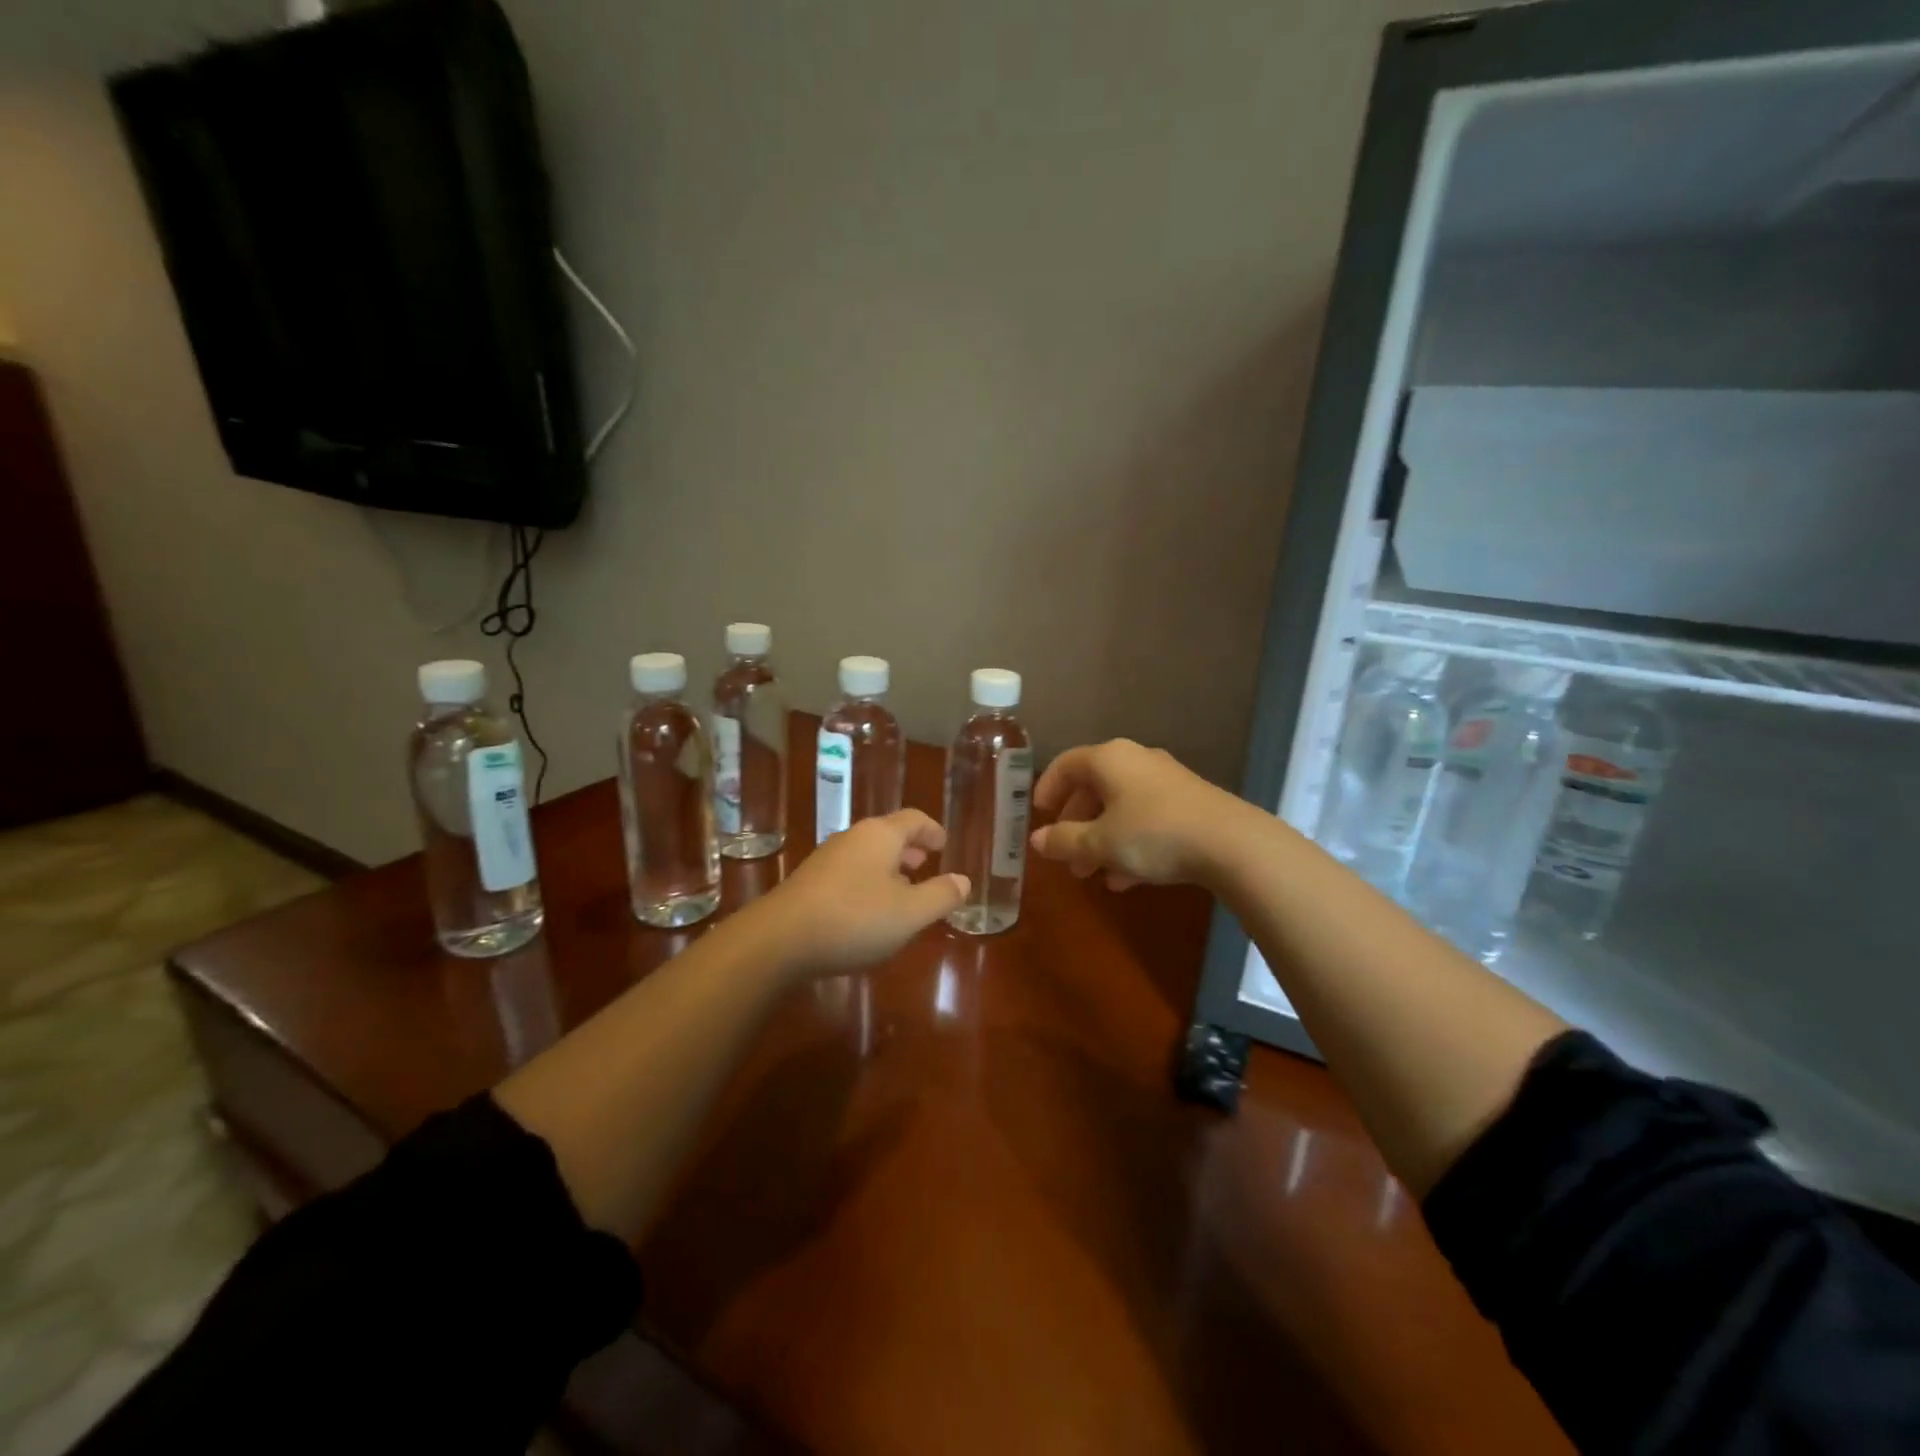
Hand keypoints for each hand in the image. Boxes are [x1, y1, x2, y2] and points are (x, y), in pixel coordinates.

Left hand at [762, 810, 968, 975]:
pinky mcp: (809, 882)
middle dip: (909, 849)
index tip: (944, 844)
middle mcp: (853, 838)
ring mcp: (826, 858)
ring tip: (902, 891)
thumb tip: (963, 880)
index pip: (914, 819)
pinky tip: (868, 911)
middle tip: (925, 864)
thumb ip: (941, 895)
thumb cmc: (854, 919)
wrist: (779, 939)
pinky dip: (867, 882)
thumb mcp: (910, 913)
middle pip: (888, 835)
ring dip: (888, 868)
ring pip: (867, 854)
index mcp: (881, 835)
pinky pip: (849, 872)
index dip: (932, 830)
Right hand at [1029, 739, 1247, 890]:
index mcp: (1109, 759)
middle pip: (1094, 788)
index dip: (1047, 788)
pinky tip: (1127, 879)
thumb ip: (1064, 841)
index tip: (1038, 815)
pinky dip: (1130, 843)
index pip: (1066, 764)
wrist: (1231, 843)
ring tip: (1093, 874)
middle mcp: (1136, 761)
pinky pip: (1147, 819)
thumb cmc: (1152, 834)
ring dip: (1102, 839)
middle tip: (1066, 857)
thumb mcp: (1100, 843)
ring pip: (1121, 807)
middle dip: (1076, 825)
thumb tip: (1037, 840)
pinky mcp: (1189, 803)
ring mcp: (1166, 781)